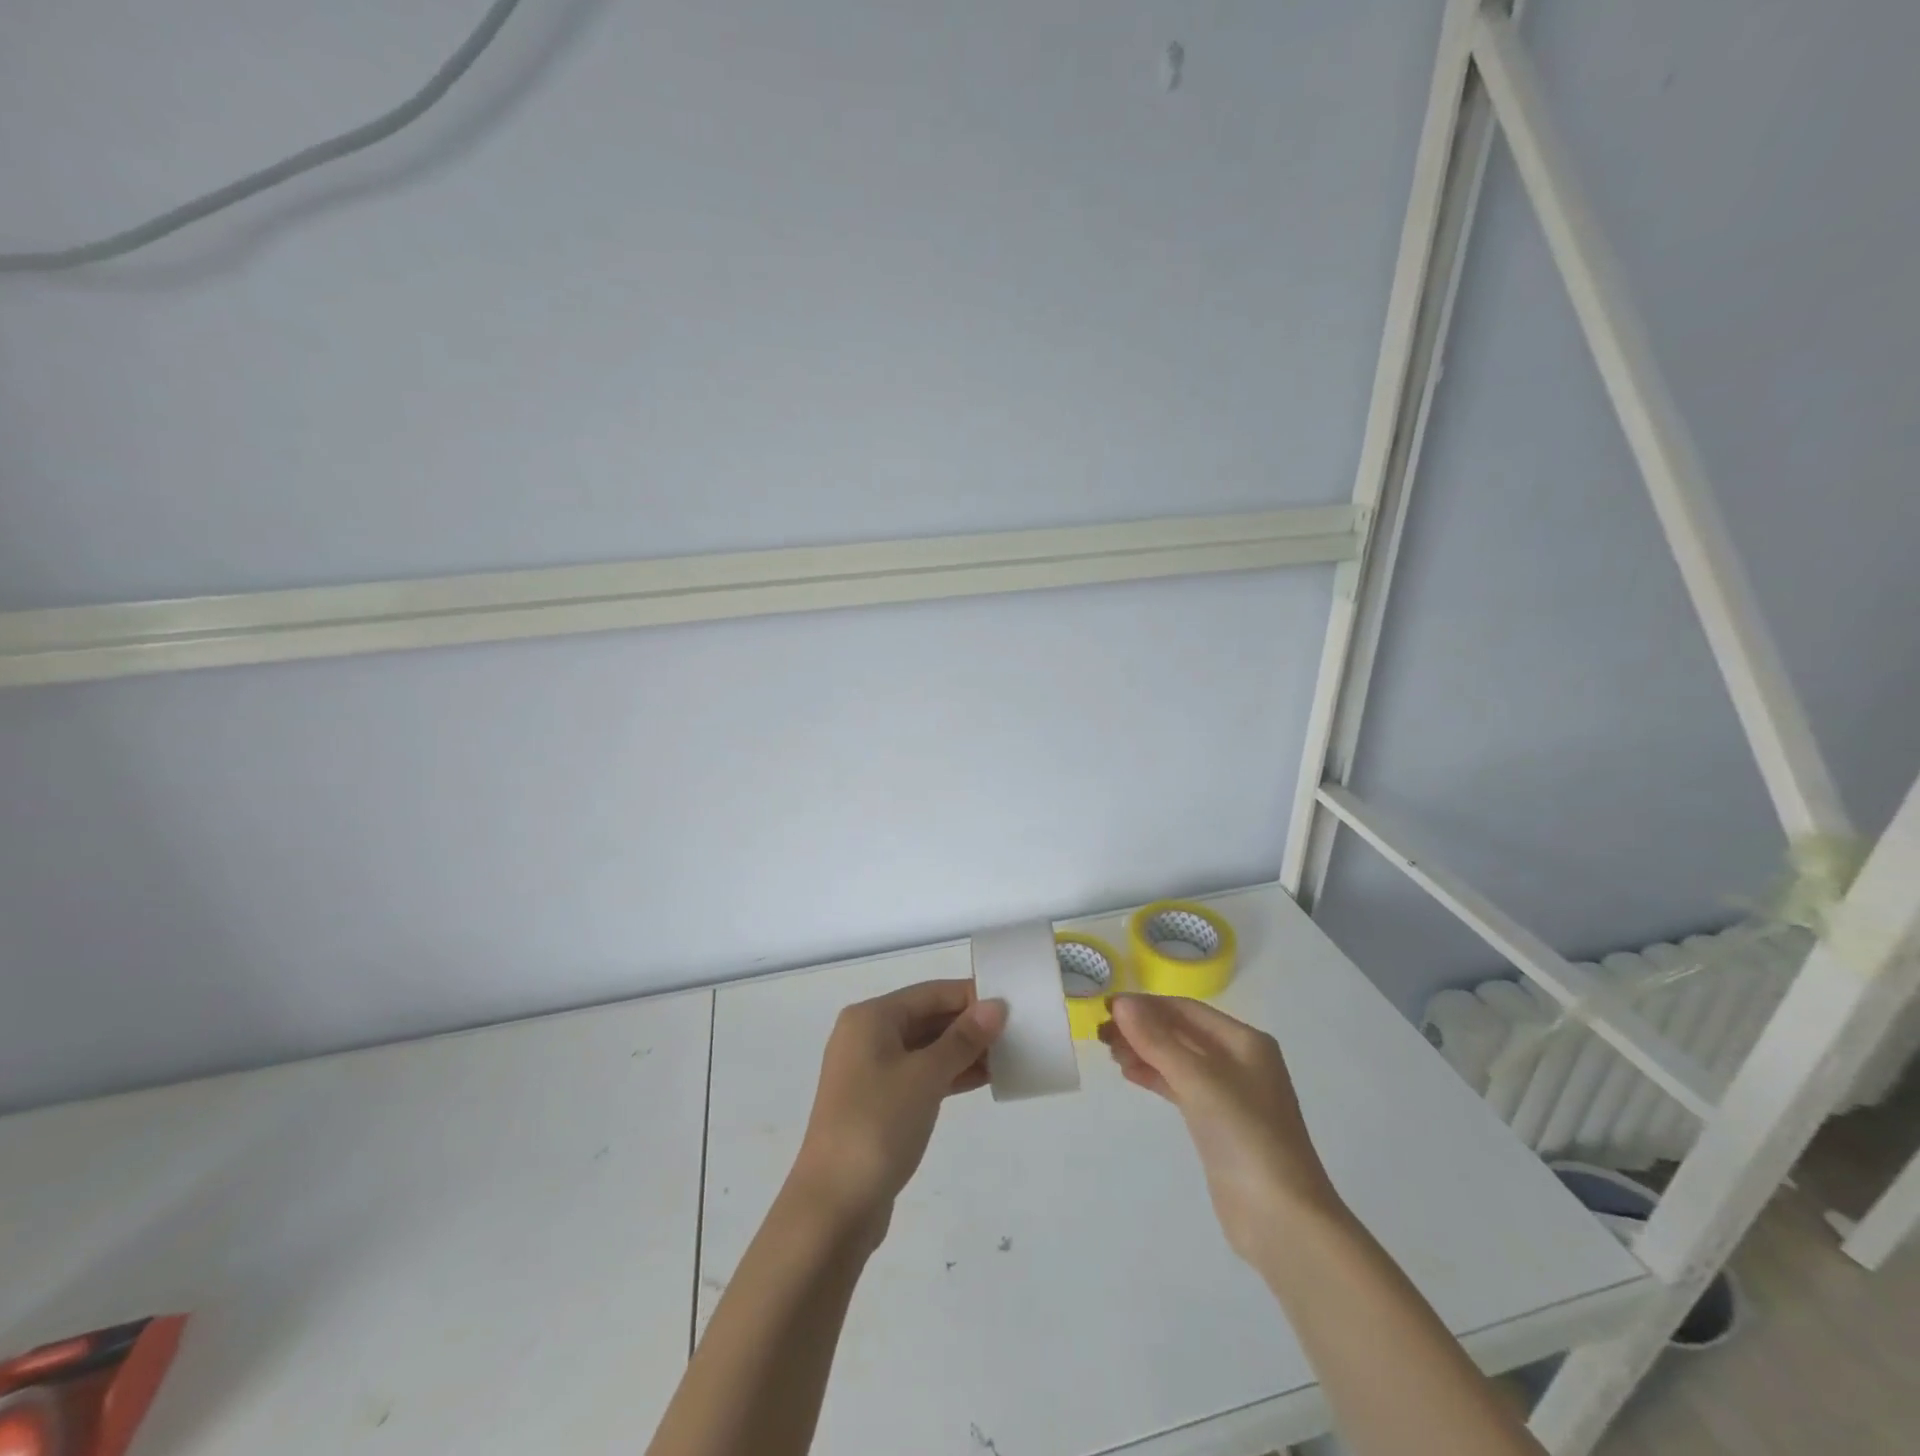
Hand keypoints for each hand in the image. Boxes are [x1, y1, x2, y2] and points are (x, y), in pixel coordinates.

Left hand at [787, 979, 1006, 1245]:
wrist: (834, 1206)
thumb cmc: (878, 1125)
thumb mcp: (926, 1076)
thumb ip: (963, 1039)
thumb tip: (996, 1006)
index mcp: (871, 1018)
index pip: (930, 993)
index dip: (970, 995)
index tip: (1012, 1003)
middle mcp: (868, 1036)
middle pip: (927, 1017)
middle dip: (969, 1024)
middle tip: (1017, 1031)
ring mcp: (871, 1072)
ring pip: (926, 1048)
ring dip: (964, 1051)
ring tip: (1010, 1055)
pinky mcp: (879, 1103)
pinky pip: (921, 1075)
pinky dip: (950, 1075)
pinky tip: (984, 1079)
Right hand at [1101, 994, 1341, 1266]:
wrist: (1281, 1219)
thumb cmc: (1245, 1135)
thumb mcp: (1199, 1080)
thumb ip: (1157, 1040)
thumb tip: (1121, 1003)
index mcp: (1245, 1041)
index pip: (1186, 1009)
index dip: (1146, 1005)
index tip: (1106, 1008)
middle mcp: (1239, 1061)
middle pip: (1182, 1032)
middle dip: (1142, 1029)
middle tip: (1102, 1034)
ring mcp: (1230, 1095)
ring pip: (1179, 1060)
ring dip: (1145, 1052)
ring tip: (1111, 1053)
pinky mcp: (1218, 1124)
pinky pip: (1180, 1087)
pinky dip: (1155, 1076)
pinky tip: (1130, 1074)